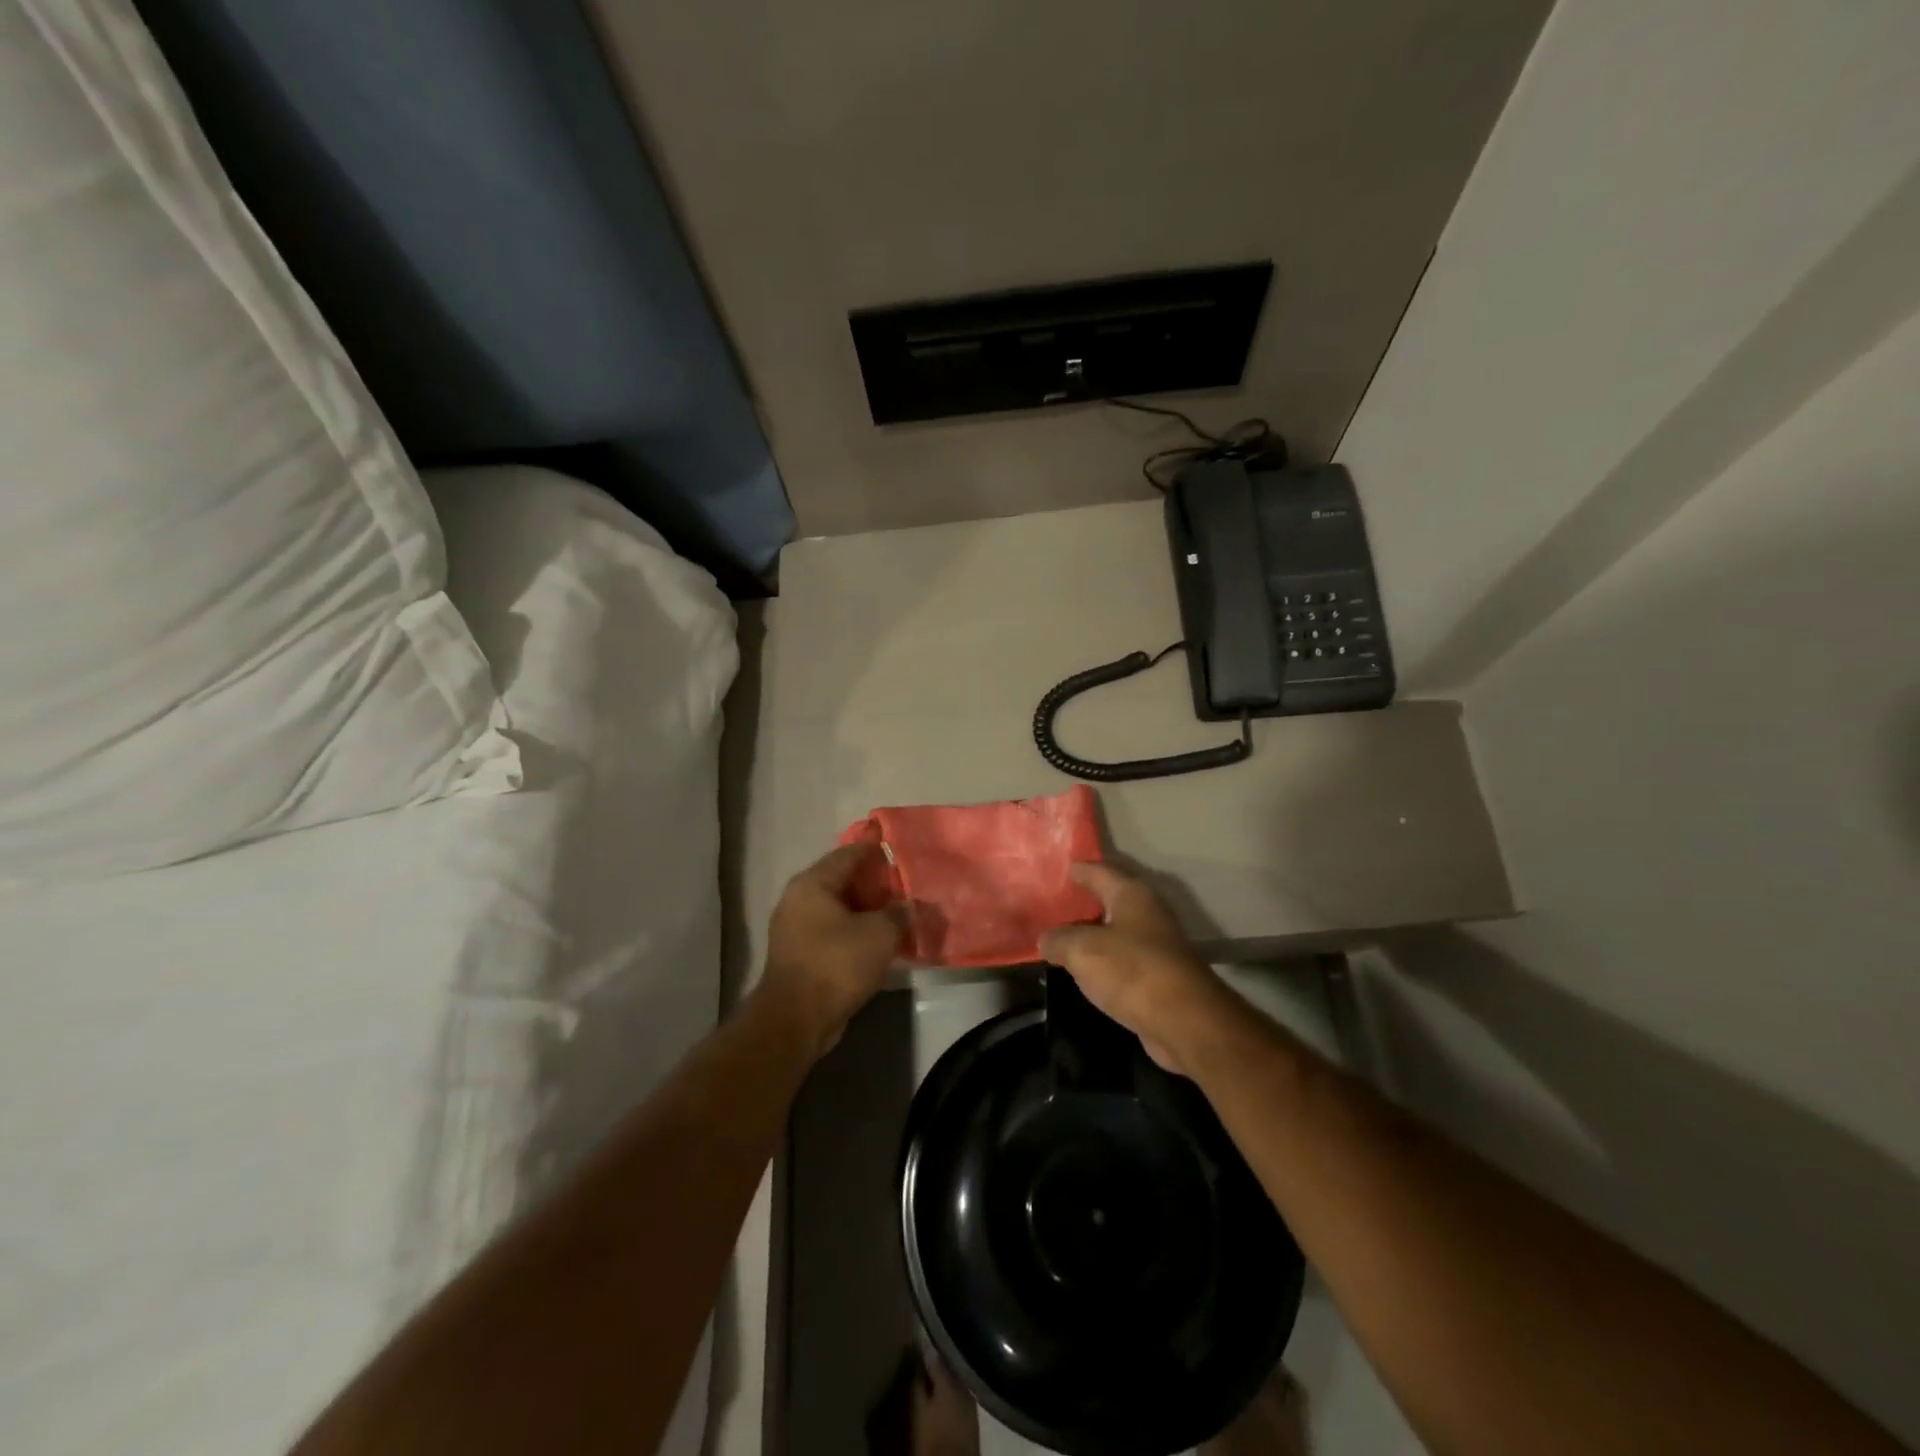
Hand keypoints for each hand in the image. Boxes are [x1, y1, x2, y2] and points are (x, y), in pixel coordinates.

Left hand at [762, 843, 906, 1057]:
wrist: (796, 1019)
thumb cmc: (837, 963)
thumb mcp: (879, 934)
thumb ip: (897, 914)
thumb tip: (907, 906)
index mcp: (812, 884)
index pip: (847, 855)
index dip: (873, 851)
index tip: (895, 850)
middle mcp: (797, 900)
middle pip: (840, 881)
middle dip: (871, 883)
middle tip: (901, 886)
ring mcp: (794, 929)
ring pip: (836, 909)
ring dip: (863, 911)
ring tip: (893, 914)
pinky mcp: (798, 955)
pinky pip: (831, 932)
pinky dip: (853, 932)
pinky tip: (876, 941)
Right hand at [1038, 863, 1237, 1076]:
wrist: (1185, 1022)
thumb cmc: (1132, 971)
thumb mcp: (1082, 950)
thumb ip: (1058, 940)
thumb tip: (1047, 939)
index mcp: (1132, 895)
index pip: (1099, 871)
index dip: (1078, 870)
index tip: (1058, 869)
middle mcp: (1147, 914)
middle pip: (1109, 900)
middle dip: (1082, 902)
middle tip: (1050, 905)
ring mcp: (1156, 947)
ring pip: (1115, 933)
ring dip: (1090, 935)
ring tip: (1059, 938)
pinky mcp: (1158, 978)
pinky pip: (1122, 961)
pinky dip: (1102, 962)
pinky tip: (1082, 970)